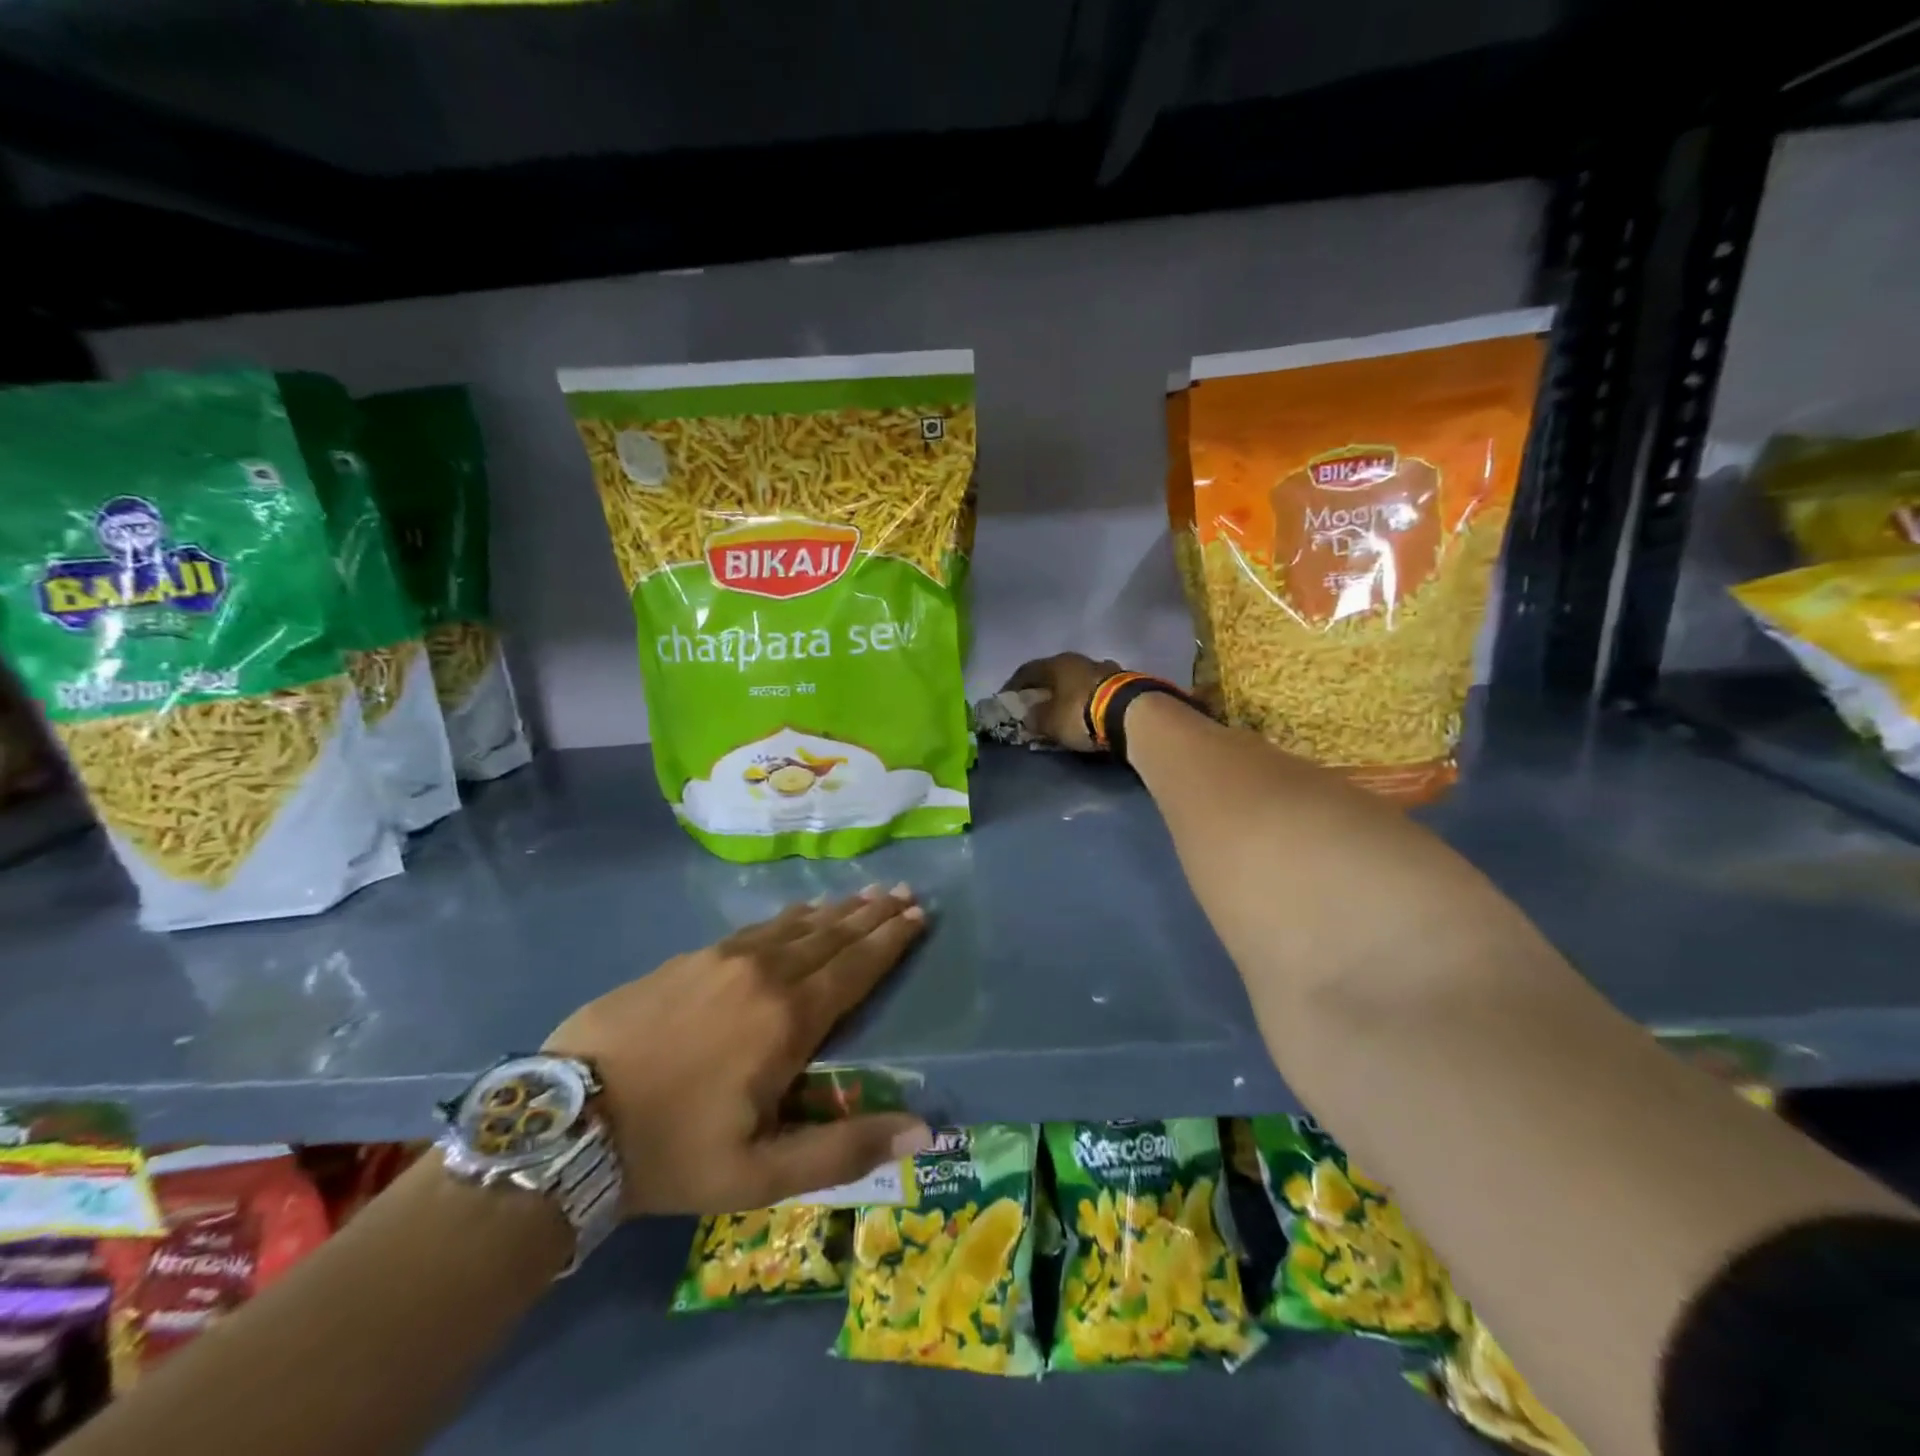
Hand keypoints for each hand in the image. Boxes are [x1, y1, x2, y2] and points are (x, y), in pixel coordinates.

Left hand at [545, 886, 933, 1214]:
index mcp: (789, 1020)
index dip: (891, 940)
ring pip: (796, 925)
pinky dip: (790, 917)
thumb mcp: (760, 1174)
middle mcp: (764, 974)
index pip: (856, 967)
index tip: (919, 914)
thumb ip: (844, 1150)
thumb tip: (924, 1129)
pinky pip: (757, 927)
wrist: (566, 1123)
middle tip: (902, 890)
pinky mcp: (689, 957)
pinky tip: (798, 912)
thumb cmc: (671, 1152)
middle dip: (872, 913)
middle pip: (832, 935)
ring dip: (835, 910)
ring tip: (864, 893)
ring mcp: (723, 959)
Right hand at [1002, 652, 1124, 750]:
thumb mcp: (1050, 722)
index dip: (1014, 685)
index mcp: (1057, 664)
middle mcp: (1080, 660)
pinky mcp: (1126, 682)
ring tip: (1065, 708)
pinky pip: (1099, 689)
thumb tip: (1029, 715)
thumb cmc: (1081, 713)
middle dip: (1045, 688)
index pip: (1028, 670)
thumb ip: (1035, 718)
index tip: (1007, 697)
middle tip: (1037, 703)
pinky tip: (1089, 711)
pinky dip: (1090, 699)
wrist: (1133, 713)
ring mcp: (1106, 668)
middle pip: (1056, 672)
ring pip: (1080, 679)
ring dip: (1070, 692)